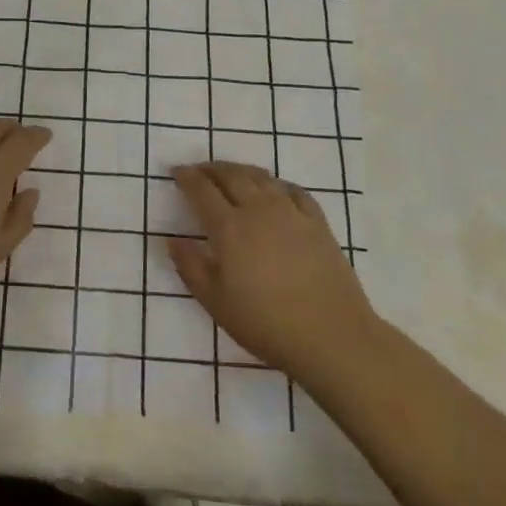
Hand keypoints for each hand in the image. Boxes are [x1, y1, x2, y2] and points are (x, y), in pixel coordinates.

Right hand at [169, 162, 379, 388]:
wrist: (332, 337)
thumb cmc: (266, 324)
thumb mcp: (216, 303)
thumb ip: (190, 267)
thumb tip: (173, 239)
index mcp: (230, 227)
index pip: (202, 190)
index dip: (187, 178)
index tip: (176, 171)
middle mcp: (258, 209)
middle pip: (231, 175)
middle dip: (211, 169)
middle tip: (198, 170)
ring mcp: (291, 212)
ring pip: (261, 177)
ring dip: (240, 170)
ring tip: (230, 173)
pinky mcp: (317, 222)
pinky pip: (293, 190)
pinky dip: (276, 183)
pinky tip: (274, 189)